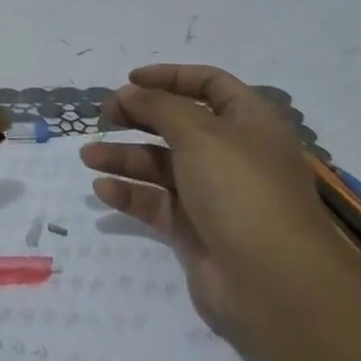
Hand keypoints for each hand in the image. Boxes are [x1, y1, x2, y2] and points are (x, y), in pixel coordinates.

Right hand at [81, 64, 350, 336]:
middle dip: (140, 117)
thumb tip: (129, 92)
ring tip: (88, 157)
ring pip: (163, 165)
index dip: (171, 77)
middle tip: (104, 116)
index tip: (130, 80)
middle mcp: (234, 154)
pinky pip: (157, 203)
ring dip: (125, 157)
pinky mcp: (196, 230)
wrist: (272, 282)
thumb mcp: (199, 133)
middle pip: (180, 124)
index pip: (210, 84)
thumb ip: (158, 106)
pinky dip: (131, 194)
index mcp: (250, 123)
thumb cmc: (240, 189)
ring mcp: (215, 195)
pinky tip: (102, 190)